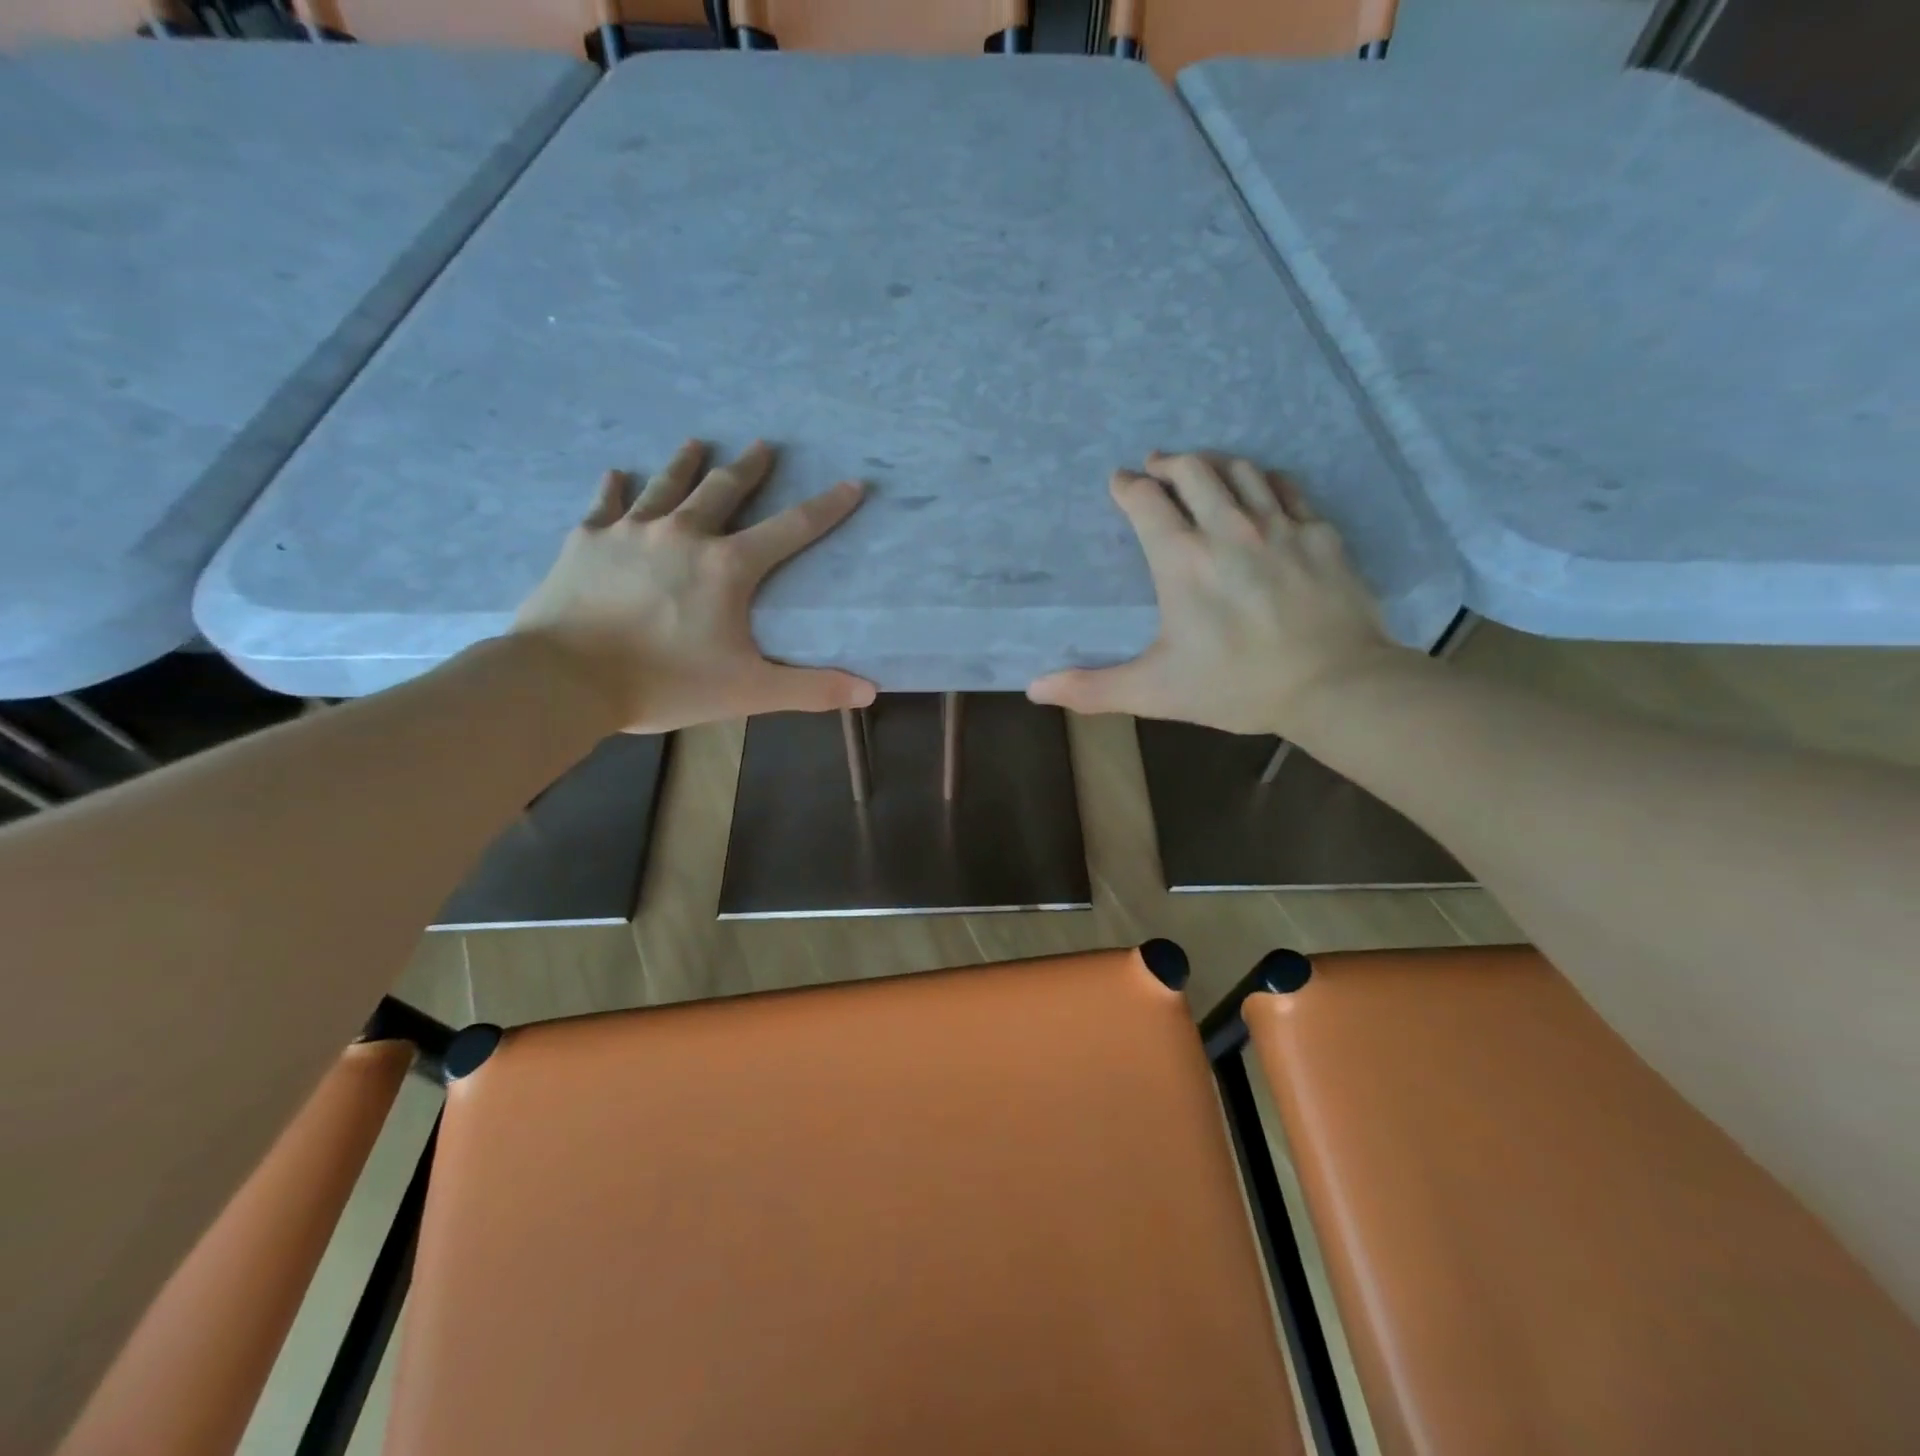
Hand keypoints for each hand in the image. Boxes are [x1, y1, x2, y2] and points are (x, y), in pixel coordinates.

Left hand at [512, 440, 875, 733]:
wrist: (565, 679)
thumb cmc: (666, 683)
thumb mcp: (750, 692)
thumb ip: (811, 690)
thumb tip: (869, 692)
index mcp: (728, 567)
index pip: (792, 528)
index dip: (826, 507)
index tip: (851, 483)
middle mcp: (684, 534)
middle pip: (724, 489)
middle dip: (749, 467)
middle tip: (763, 445)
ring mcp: (630, 532)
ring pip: (666, 485)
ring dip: (686, 463)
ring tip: (697, 442)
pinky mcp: (586, 541)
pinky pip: (605, 504)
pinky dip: (614, 487)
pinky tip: (616, 472)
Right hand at [1028, 451, 1412, 736]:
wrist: (1334, 685)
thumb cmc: (1236, 687)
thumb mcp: (1154, 691)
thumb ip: (1093, 688)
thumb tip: (1035, 689)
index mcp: (1182, 561)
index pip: (1146, 501)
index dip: (1127, 486)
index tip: (1120, 482)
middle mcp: (1228, 529)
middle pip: (1193, 470)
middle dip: (1168, 463)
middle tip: (1156, 466)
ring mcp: (1279, 525)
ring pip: (1240, 470)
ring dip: (1213, 464)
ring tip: (1202, 469)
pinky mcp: (1320, 532)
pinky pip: (1286, 487)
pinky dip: (1263, 481)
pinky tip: (1259, 489)